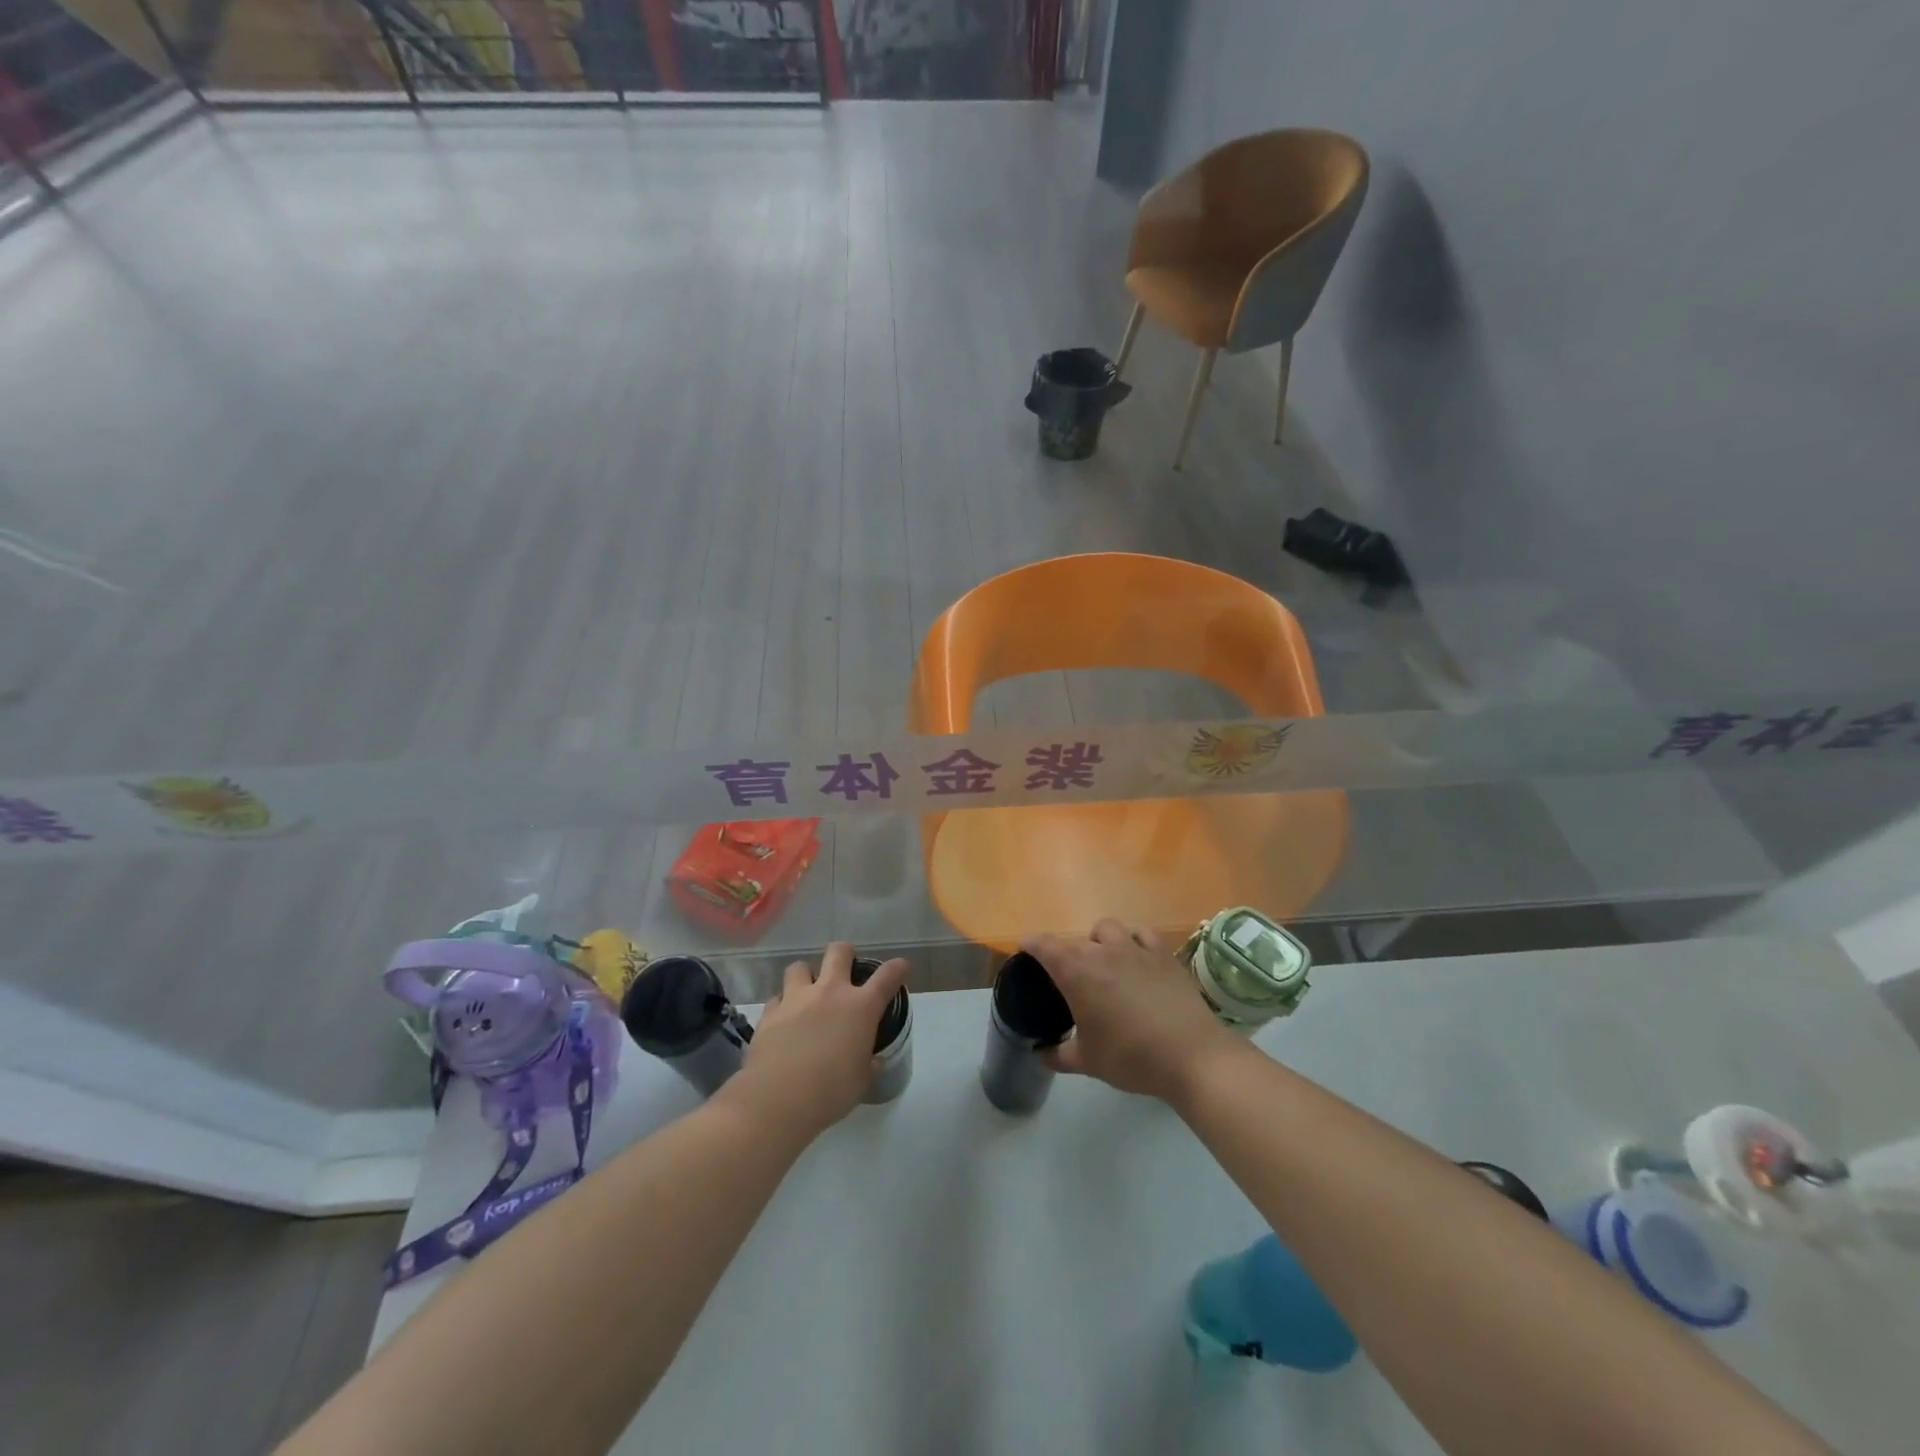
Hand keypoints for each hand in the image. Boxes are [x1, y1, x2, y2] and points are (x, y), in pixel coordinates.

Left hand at [724, 942, 908, 1141]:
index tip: (901, 968)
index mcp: (861, 1007)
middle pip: (839, 951)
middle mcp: (829, 992)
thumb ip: (868, 1064)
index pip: (887, 976)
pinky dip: (783, 1005)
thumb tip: (871, 1061)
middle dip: (845, 954)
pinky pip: (777, 998)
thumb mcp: (862, 1080)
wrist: (777, 1101)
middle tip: (846, 969)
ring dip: (807, 976)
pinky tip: (784, 1021)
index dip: (898, 968)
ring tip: (808, 993)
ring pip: (800, 966)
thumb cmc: (831, 1092)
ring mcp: (796, 999)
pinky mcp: (769, 1013)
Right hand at [1024, 918, 1241, 1103]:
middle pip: (1075, 940)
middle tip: (1068, 977)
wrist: (1190, 1055)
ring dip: (1099, 941)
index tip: (1025, 949)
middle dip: (1066, 953)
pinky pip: (1142, 934)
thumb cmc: (1130, 1057)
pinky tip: (1137, 958)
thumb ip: (1058, 1054)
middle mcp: (1102, 951)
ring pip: (1108, 928)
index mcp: (1076, 972)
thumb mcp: (1087, 1061)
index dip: (1031, 944)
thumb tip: (1040, 1054)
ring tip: (1104, 962)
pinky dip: (1134, 940)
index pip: (1044, 946)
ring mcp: (1136, 949)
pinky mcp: (1164, 954)